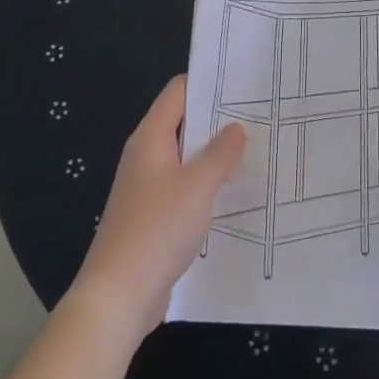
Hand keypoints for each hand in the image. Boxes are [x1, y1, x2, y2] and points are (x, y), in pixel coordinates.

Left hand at [68, 76, 245, 341]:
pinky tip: (234, 194)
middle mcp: (146, 156)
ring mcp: (148, 187)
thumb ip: (220, 154)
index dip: (208, 82)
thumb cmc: (157, 229)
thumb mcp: (197, 186)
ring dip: (214, 156)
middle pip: (183, 123)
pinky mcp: (153, 217)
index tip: (244, 83)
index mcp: (150, 138)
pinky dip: (206, 185)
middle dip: (218, 120)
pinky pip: (184, 188)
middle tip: (259, 117)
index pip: (178, 93)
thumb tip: (236, 127)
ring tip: (255, 152)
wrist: (118, 296)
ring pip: (186, 158)